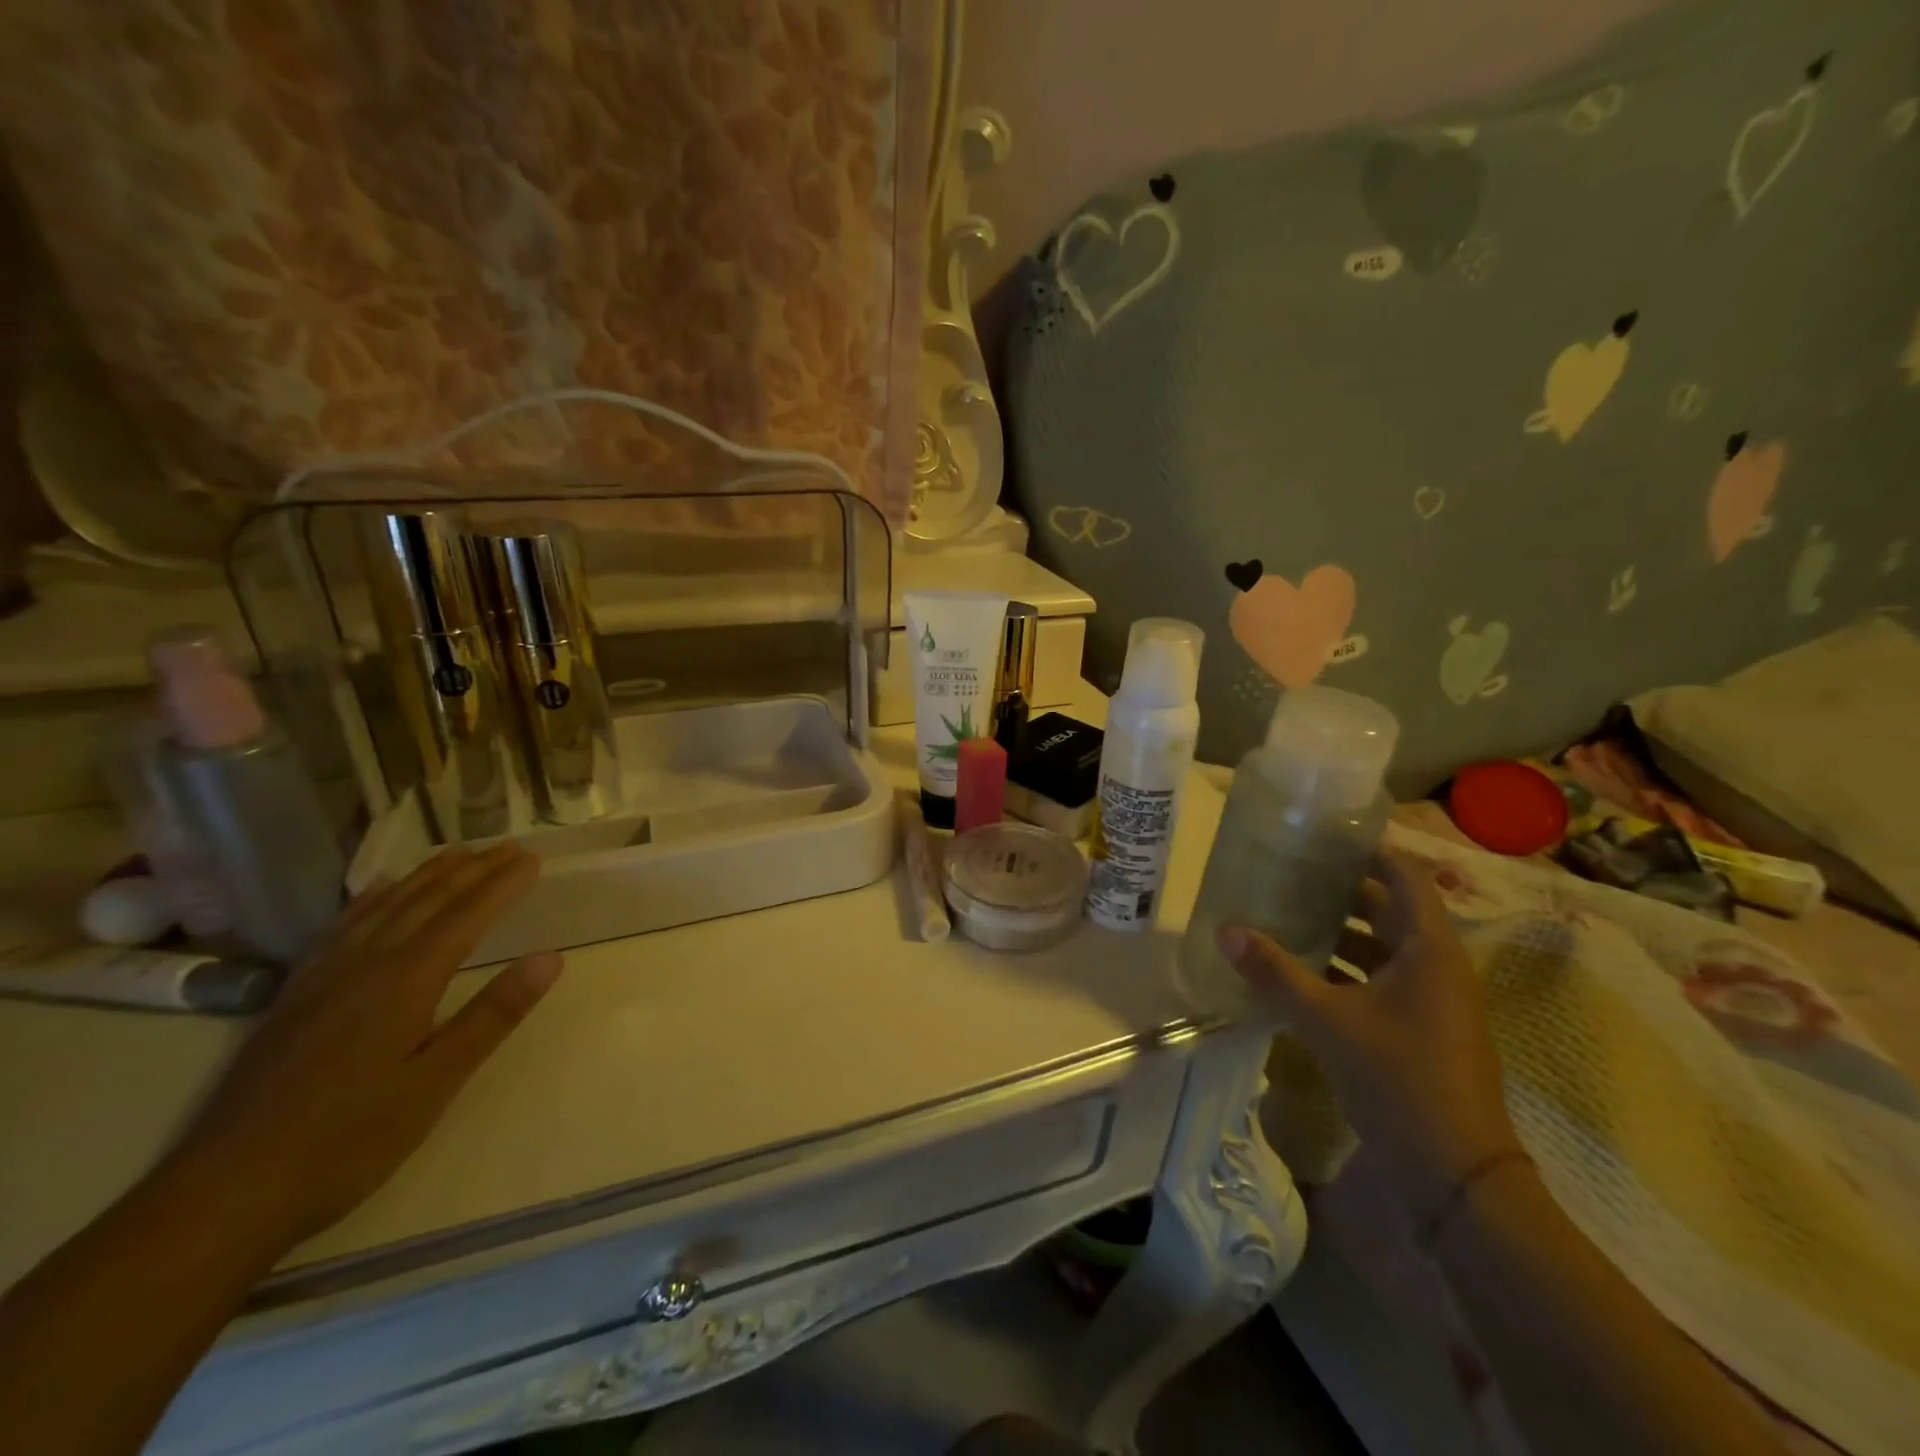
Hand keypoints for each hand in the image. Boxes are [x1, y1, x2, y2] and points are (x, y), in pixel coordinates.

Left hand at [169, 843, 561, 1248]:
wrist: (224, 1193)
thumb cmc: (348, 1141)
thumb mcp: (436, 1083)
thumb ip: (493, 1015)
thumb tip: (550, 958)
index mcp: (403, 981)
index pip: (465, 916)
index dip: (501, 884)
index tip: (533, 858)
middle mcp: (363, 965)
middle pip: (425, 901)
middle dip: (471, 870)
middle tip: (508, 846)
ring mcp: (322, 978)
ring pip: (383, 907)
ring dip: (426, 875)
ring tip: (458, 854)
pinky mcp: (294, 996)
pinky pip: (342, 927)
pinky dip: (373, 898)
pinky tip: (380, 893)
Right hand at [1217, 848, 1520, 1213]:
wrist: (1456, 1175)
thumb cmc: (1400, 1079)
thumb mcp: (1328, 1021)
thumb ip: (1276, 972)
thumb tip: (1226, 929)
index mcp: (1430, 948)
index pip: (1404, 875)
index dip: (1367, 849)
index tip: (1320, 835)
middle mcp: (1437, 964)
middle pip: (1391, 907)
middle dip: (1341, 888)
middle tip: (1288, 871)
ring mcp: (1432, 999)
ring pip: (1384, 945)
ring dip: (1341, 929)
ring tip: (1287, 913)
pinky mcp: (1421, 1028)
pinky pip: (1381, 978)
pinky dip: (1346, 967)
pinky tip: (1303, 971)